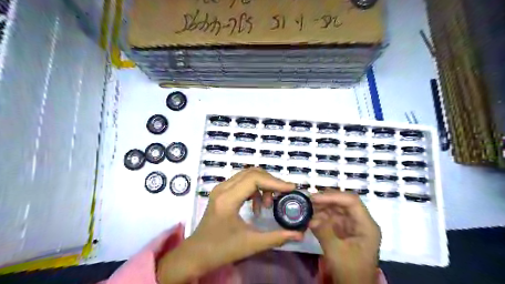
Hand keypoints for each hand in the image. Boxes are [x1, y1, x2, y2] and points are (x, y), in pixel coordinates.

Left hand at [156, 169, 303, 283]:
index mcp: (228, 199)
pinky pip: (242, 182)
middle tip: (283, 195)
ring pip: (247, 175)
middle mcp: (223, 188)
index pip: (254, 179)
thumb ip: (277, 237)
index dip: (275, 182)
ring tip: (268, 204)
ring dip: (262, 185)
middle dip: (270, 182)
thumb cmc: (221, 249)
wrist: (197, 253)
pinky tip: (257, 206)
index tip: (291, 188)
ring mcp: (221, 188)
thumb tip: (299, 234)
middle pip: (252, 173)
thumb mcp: (251, 245)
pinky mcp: (221, 192)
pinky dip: (254, 189)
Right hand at [310, 190, 380, 283]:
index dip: (333, 196)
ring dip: (321, 207)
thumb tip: (311, 218)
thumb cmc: (350, 271)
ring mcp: (352, 225)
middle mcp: (360, 221)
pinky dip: (321, 216)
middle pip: (343, 203)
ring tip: (307, 207)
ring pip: (336, 208)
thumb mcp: (336, 252)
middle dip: (325, 200)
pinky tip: (310, 217)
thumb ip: (324, 231)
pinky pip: (332, 217)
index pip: (351, 202)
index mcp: (366, 225)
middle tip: (308, 200)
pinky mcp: (343, 230)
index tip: (315, 198)